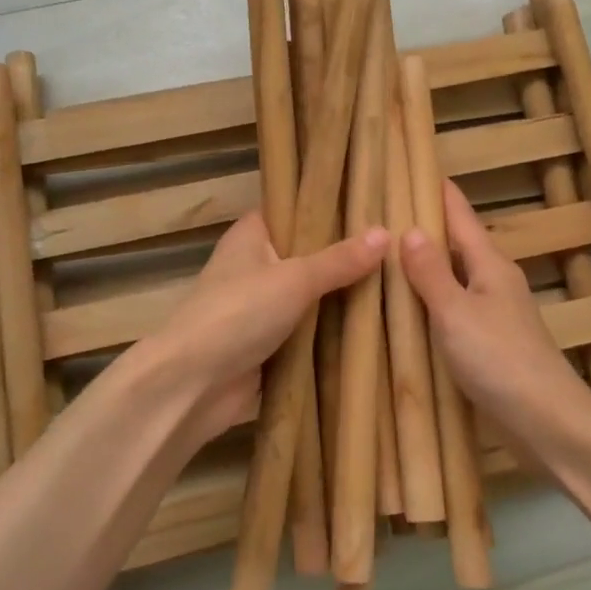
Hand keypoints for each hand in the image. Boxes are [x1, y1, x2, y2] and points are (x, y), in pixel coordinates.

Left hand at [144, 212, 385, 439]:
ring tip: (398, 284)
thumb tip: (386, 233)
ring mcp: (261, 309)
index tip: (372, 204)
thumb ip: (339, 260)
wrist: (192, 385)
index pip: (292, 209)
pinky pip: (309, 333)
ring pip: (311, 298)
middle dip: (346, 257)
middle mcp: (255, 267)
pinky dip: (333, 334)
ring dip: (343, 299)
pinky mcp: (269, 346)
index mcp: (251, 236)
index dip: (327, 206)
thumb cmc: (237, 313)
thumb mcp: (294, 279)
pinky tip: (376, 327)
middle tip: (398, 248)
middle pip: (307, 255)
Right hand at [399, 181, 589, 431]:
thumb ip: (432, 273)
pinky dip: (433, 300)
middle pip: (458, 244)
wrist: (547, 421)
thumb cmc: (500, 359)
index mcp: (490, 265)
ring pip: (456, 277)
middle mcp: (495, 281)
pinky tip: (412, 310)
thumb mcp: (456, 312)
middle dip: (426, 226)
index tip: (412, 166)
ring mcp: (496, 314)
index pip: (460, 216)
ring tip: (388, 256)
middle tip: (384, 211)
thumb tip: (410, 230)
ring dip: (428, 265)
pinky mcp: (492, 344)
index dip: (438, 191)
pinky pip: (456, 308)